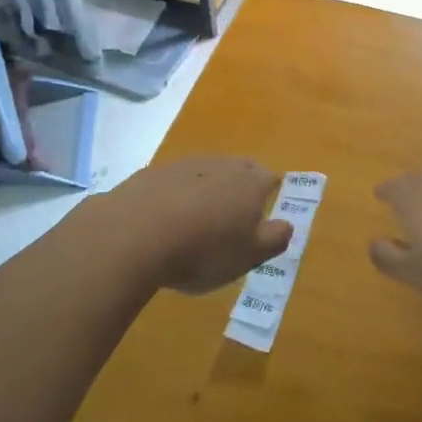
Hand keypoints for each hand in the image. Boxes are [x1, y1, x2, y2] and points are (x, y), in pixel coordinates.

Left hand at [97, 156, 291, 294]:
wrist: (133, 235)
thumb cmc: (203, 250)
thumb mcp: (250, 256)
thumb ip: (275, 238)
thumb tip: (288, 224)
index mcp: (250, 182)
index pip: (270, 178)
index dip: (270, 192)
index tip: (264, 211)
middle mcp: (220, 165)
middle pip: (238, 169)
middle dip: (240, 186)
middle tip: (235, 212)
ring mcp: (184, 165)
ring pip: (205, 172)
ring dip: (206, 189)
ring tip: (198, 219)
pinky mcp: (150, 174)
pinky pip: (172, 182)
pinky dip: (174, 196)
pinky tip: (165, 220)